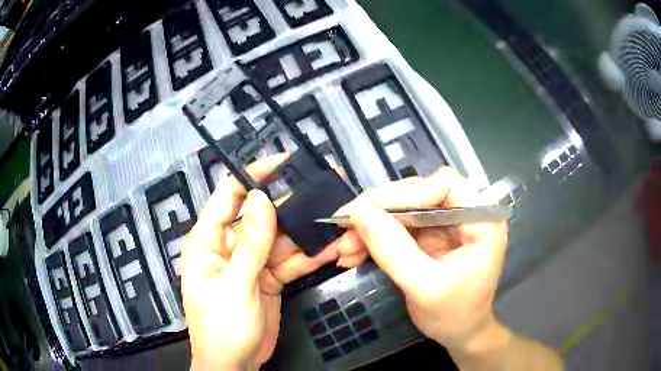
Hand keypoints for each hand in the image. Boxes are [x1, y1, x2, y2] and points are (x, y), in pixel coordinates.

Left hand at [182, 155, 339, 369]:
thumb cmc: (220, 327)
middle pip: (263, 216)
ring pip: (282, 239)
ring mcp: (252, 262)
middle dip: (292, 205)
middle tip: (324, 192)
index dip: (254, 174)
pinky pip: (290, 261)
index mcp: (209, 240)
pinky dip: (309, 256)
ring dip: (307, 233)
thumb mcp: (234, 286)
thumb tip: (259, 198)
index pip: (229, 195)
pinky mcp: (269, 277)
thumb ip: (249, 243)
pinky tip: (331, 249)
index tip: (283, 160)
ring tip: (336, 220)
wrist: (235, 363)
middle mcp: (230, 245)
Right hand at [333, 167, 508, 350]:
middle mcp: (464, 213)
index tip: (368, 212)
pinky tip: (352, 253)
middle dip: (378, 211)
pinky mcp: (428, 235)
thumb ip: (394, 251)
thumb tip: (359, 213)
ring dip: (370, 226)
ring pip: (402, 209)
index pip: (445, 185)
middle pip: (418, 193)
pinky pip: (396, 226)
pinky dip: (373, 238)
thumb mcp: (425, 287)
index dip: (407, 193)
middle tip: (344, 226)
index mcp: (481, 220)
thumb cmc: (454, 315)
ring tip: (343, 248)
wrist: (459, 332)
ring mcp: (444, 223)